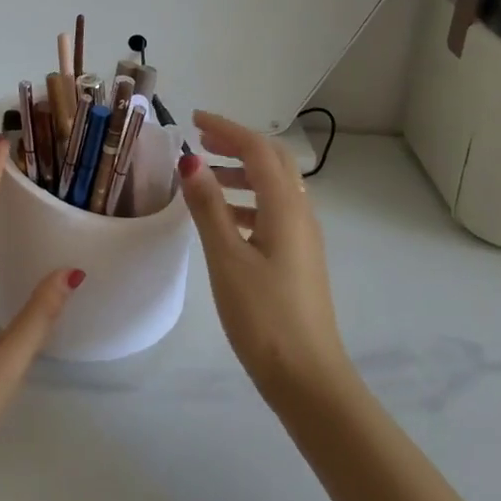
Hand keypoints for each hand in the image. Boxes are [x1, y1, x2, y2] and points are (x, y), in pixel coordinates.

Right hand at [179, 111, 352, 404]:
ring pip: (275, 186)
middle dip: (237, 144)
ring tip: (206, 178)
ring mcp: (304, 237)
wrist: (309, 379)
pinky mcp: (300, 258)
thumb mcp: (227, 258)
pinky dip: (248, 201)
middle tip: (201, 140)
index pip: (257, 149)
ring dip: (242, 172)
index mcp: (285, 207)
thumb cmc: (264, 316)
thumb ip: (209, 207)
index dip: (226, 128)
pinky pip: (274, 211)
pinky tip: (225, 220)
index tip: (194, 120)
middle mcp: (301, 213)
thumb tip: (191, 161)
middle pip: (272, 161)